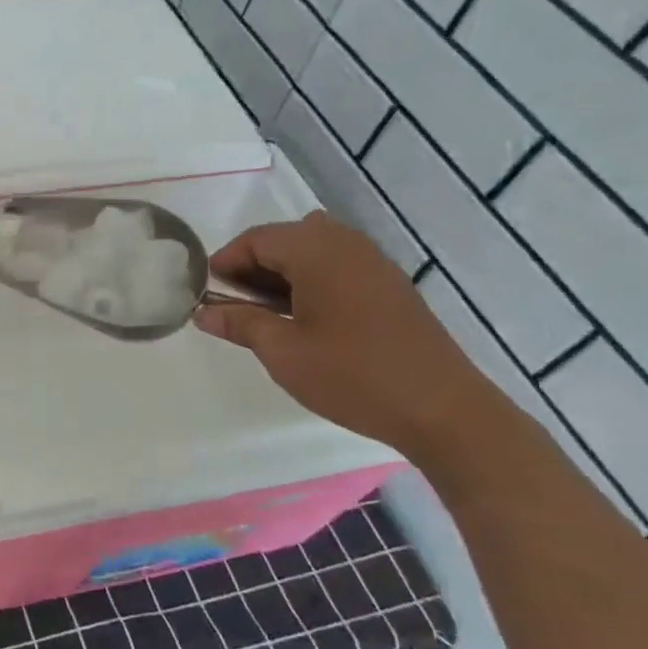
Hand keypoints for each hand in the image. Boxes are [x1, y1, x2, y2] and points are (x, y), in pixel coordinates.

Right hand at [195, 212, 497, 455]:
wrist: (443, 410)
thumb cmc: (352, 375)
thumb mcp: (283, 352)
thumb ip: (240, 323)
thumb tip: (203, 311)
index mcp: (317, 251)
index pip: (257, 239)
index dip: (226, 261)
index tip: (206, 291)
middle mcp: (347, 245)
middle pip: (286, 238)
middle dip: (253, 264)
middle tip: (232, 301)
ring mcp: (374, 264)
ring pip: (314, 250)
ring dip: (283, 272)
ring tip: (265, 311)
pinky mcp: (391, 287)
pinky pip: (338, 266)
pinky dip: (312, 280)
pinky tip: (304, 318)